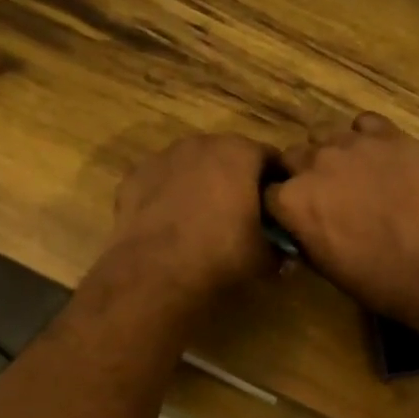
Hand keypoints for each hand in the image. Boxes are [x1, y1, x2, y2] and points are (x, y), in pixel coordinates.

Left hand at [106, 132, 276, 309]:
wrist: (155, 273)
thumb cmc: (221, 256)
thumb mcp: (265, 258)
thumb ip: (279, 247)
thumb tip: (284, 252)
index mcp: (240, 153)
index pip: (270, 159)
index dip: (276, 184)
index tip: (277, 208)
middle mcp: (202, 143)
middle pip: (228, 156)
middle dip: (236, 180)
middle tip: (241, 214)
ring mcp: (163, 157)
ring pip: (192, 166)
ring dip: (200, 184)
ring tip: (202, 220)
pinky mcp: (134, 176)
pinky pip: (162, 182)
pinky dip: (168, 196)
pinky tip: (170, 224)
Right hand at [267, 114, 418, 323]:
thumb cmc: (382, 281)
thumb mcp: (329, 269)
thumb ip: (306, 239)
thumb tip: (301, 229)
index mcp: (292, 202)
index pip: (269, 193)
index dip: (283, 206)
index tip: (297, 217)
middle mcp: (314, 164)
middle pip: (293, 157)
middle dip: (301, 174)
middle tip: (326, 195)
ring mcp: (352, 144)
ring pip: (324, 134)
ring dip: (330, 152)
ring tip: (352, 172)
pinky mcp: (389, 135)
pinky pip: (365, 124)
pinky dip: (365, 137)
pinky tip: (378, 156)